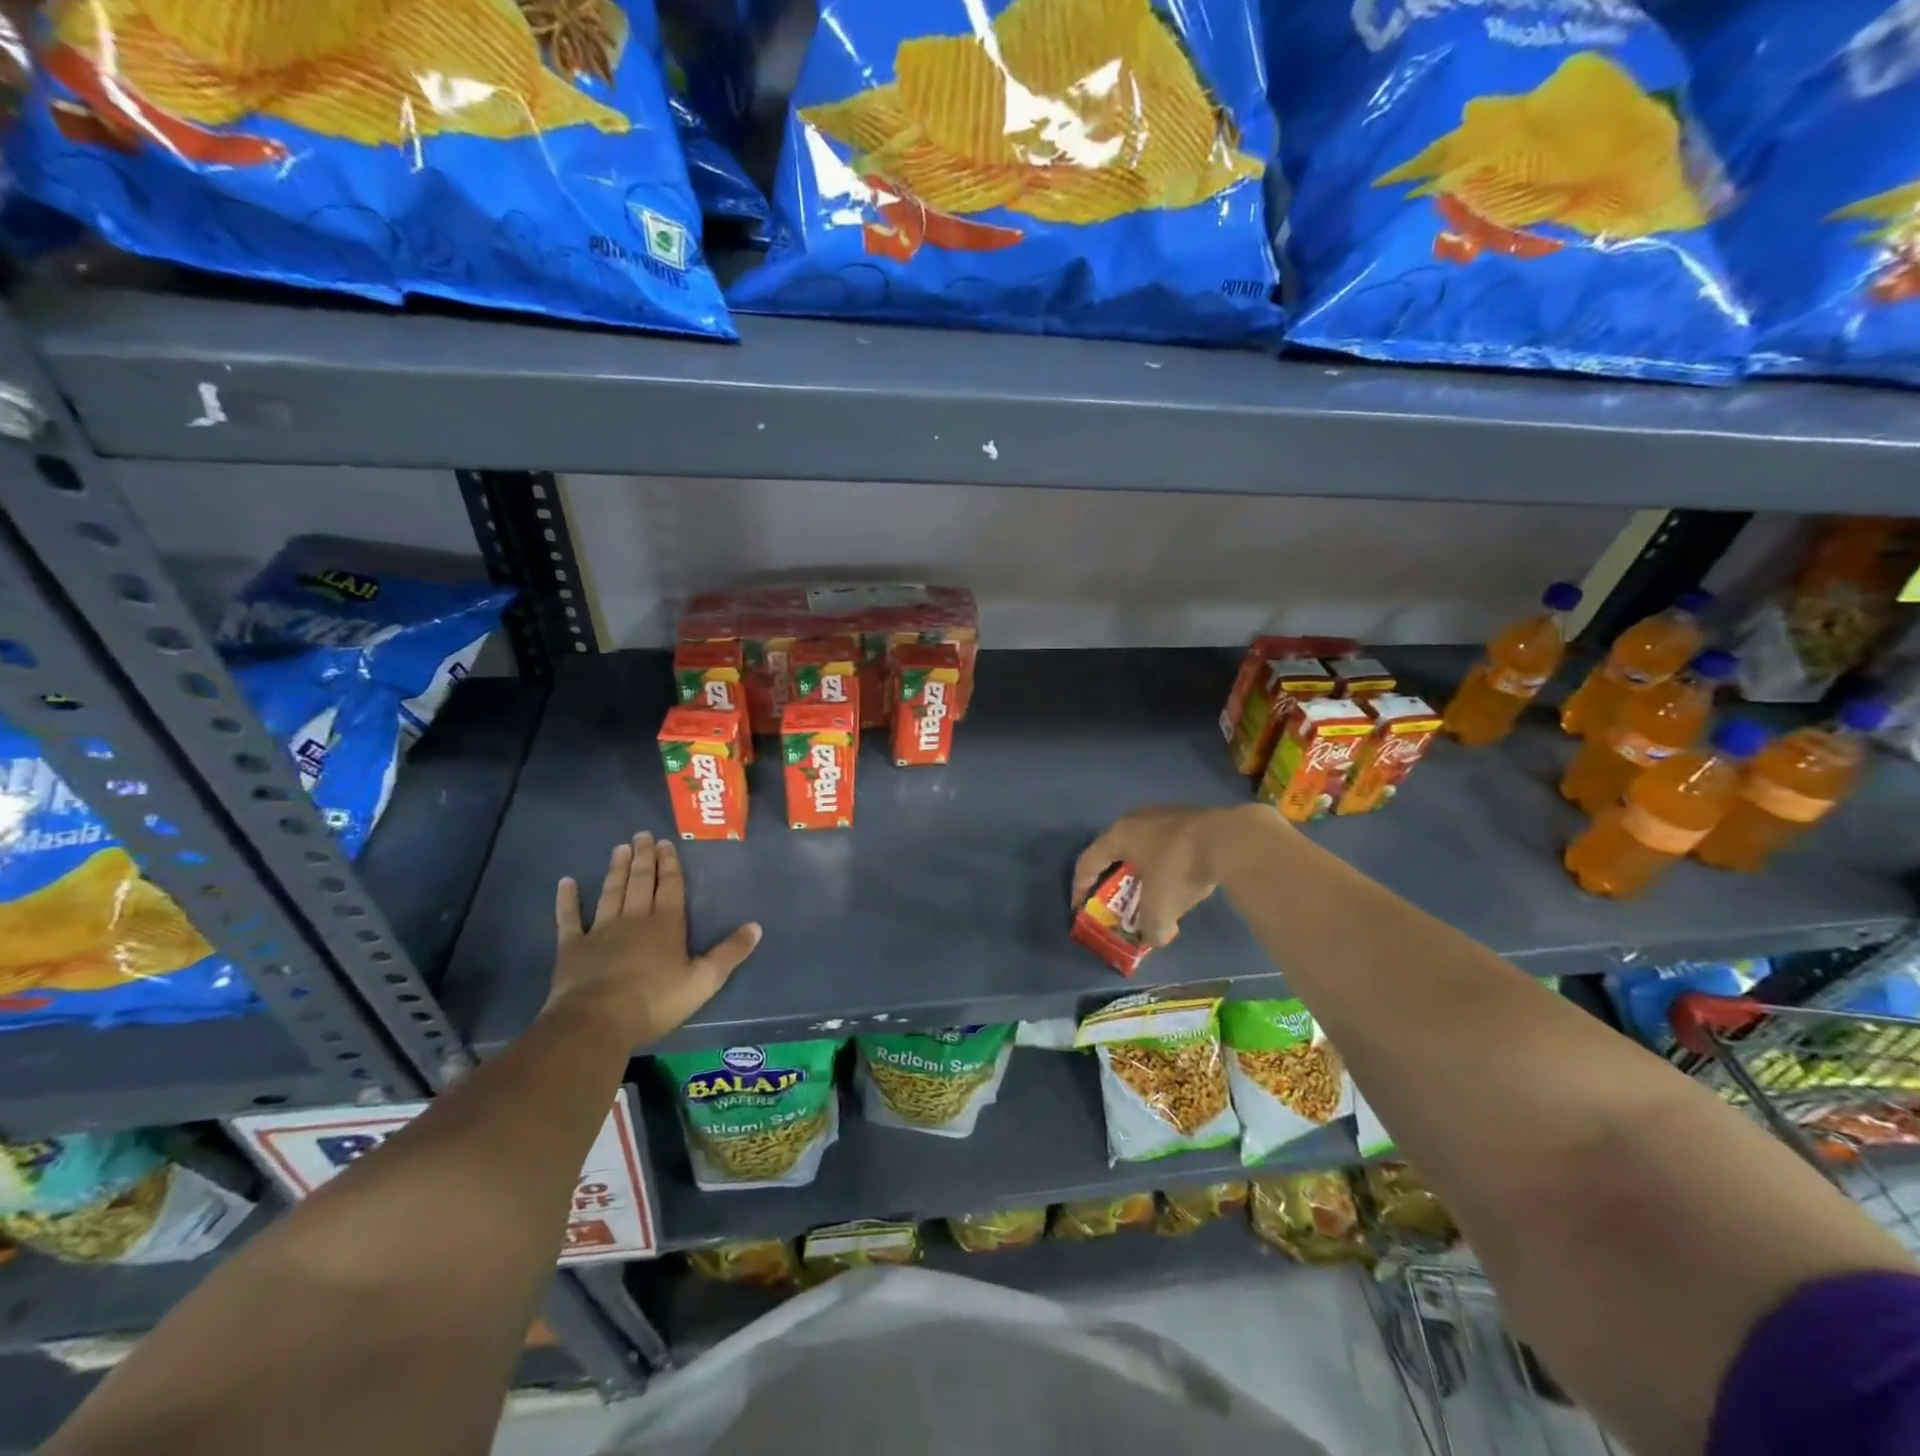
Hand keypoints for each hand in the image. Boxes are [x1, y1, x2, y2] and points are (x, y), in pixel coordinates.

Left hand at [546, 832, 761, 1046]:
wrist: (598, 1020)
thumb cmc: (656, 1000)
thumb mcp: (704, 980)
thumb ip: (730, 953)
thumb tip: (756, 926)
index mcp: (666, 924)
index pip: (670, 886)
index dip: (669, 864)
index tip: (665, 843)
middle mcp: (634, 918)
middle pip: (640, 882)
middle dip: (643, 858)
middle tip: (641, 835)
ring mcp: (600, 930)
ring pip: (611, 892)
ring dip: (616, 870)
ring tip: (619, 848)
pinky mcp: (572, 947)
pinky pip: (569, 919)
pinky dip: (567, 900)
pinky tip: (566, 883)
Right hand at [1072, 804, 1285, 945]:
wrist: (1230, 840)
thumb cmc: (1179, 869)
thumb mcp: (1160, 908)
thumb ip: (1150, 928)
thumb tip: (1155, 937)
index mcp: (1119, 835)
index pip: (1087, 862)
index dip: (1080, 887)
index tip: (1080, 909)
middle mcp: (1136, 819)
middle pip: (1114, 849)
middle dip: (1113, 877)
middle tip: (1115, 899)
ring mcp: (1164, 814)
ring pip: (1144, 844)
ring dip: (1142, 868)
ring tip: (1149, 890)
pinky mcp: (1191, 816)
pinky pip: (1168, 842)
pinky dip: (1166, 862)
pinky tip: (1179, 878)